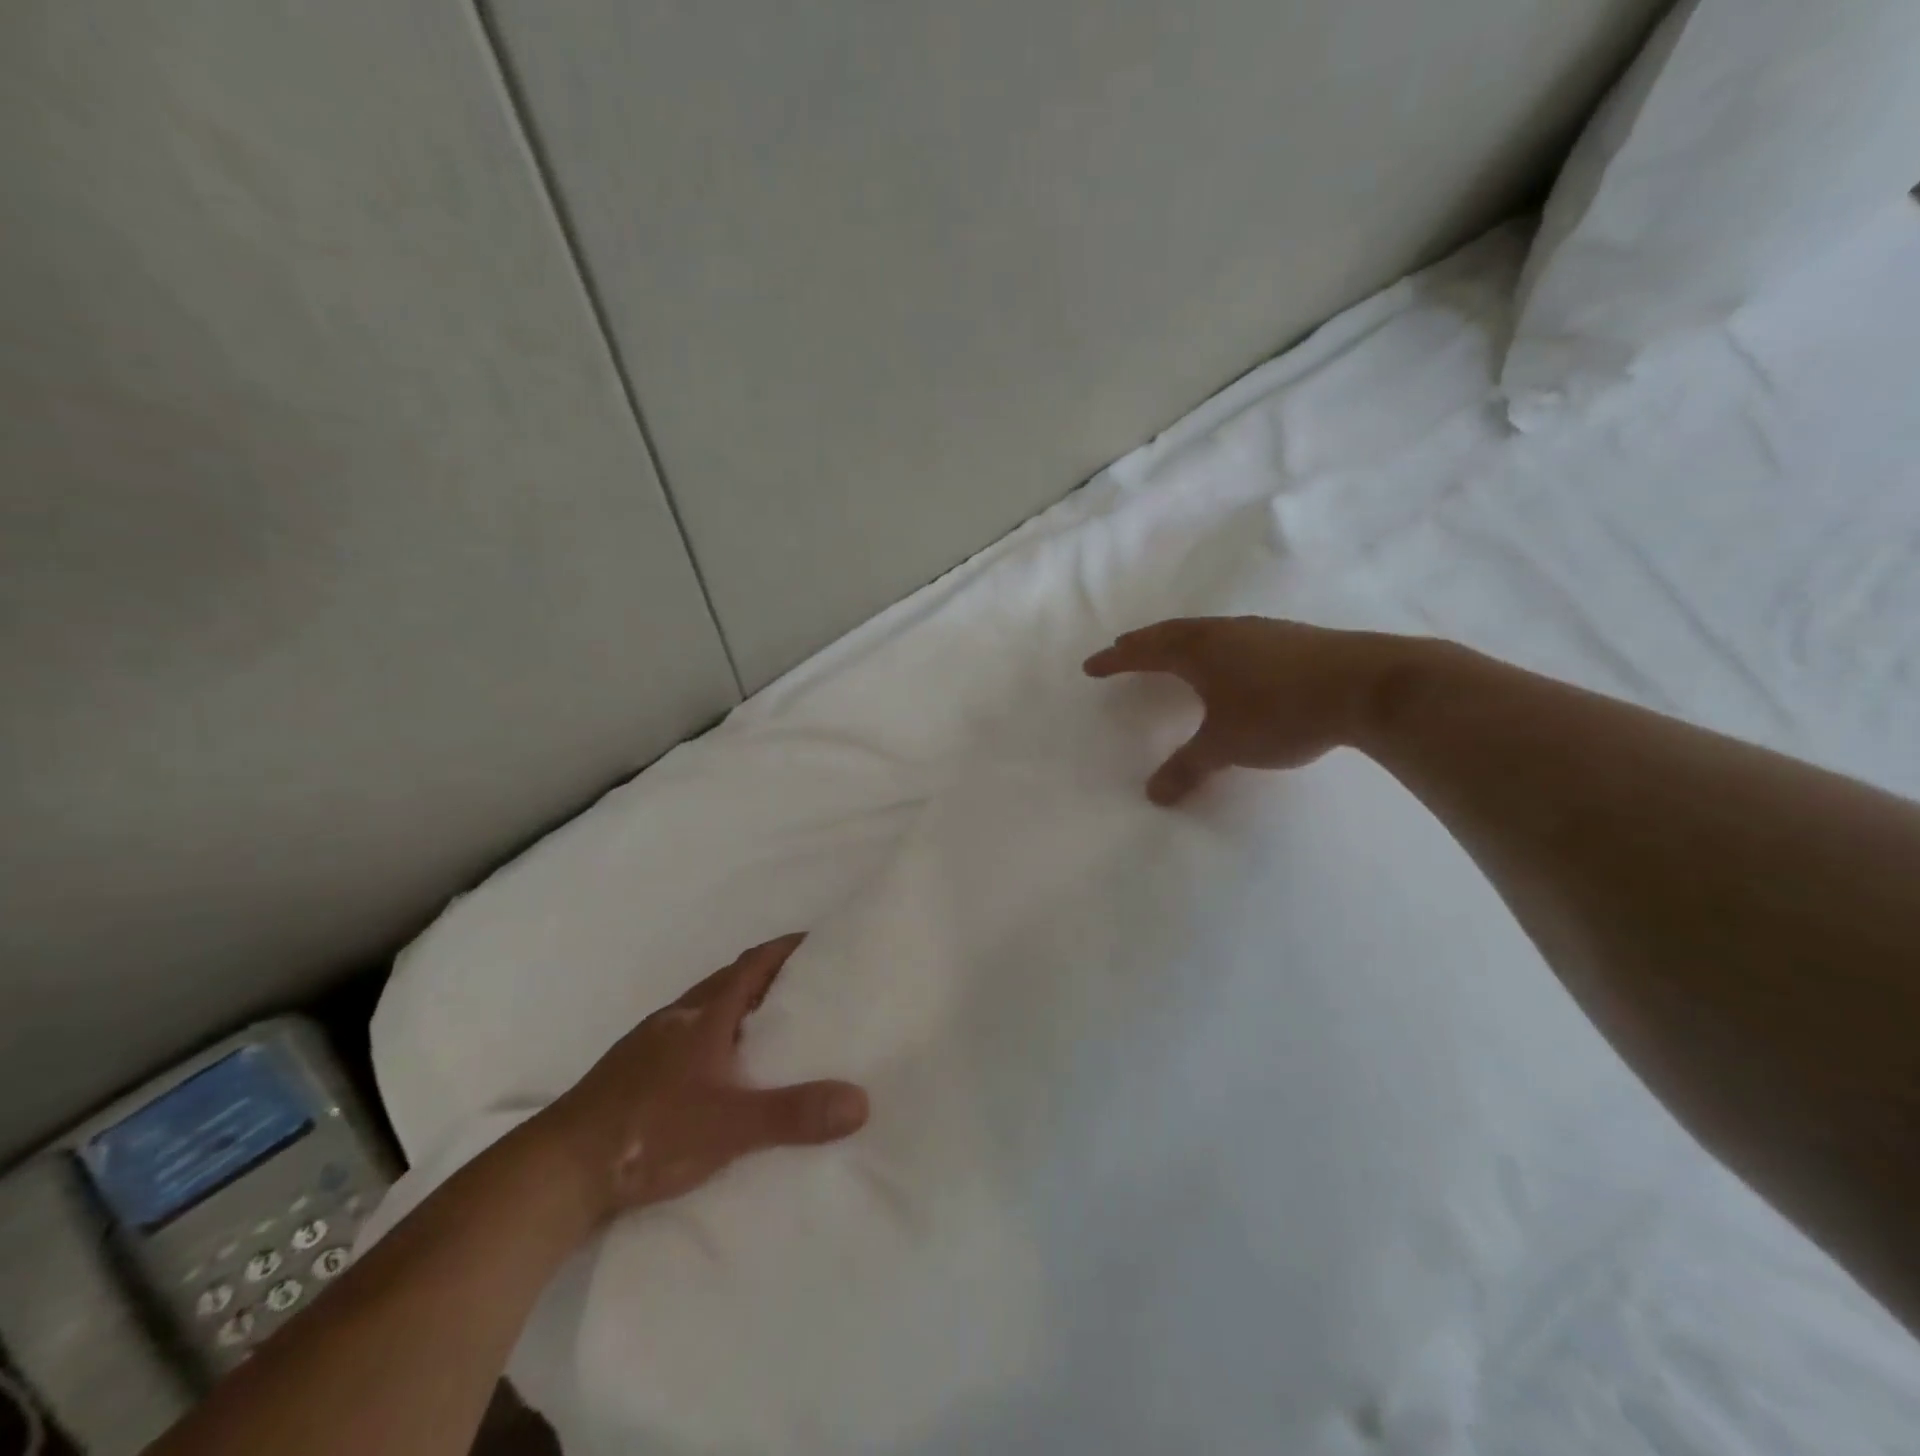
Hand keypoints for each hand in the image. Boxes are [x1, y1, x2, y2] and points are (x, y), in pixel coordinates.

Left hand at [536, 934, 868, 1222]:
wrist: (555, 1172)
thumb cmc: (646, 1132)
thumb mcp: (729, 1126)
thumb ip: (793, 1114)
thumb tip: (861, 1101)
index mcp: (703, 1015)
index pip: (752, 965)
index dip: (785, 949)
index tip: (819, 943)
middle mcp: (677, 1019)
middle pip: (729, 981)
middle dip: (768, 976)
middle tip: (808, 987)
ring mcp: (649, 1045)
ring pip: (705, 1011)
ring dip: (739, 1008)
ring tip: (772, 1028)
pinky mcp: (632, 1074)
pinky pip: (687, 1039)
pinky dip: (715, 1038)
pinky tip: (721, 1072)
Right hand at [1083, 616, 1409, 803]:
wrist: (1368, 686)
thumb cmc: (1281, 711)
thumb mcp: (1226, 745)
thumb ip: (1188, 768)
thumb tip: (1153, 795)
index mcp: (1198, 651)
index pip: (1144, 652)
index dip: (1116, 660)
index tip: (1092, 666)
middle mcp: (1224, 633)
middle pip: (1172, 632)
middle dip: (1143, 643)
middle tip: (1124, 649)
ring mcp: (1260, 631)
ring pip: (1205, 632)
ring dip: (1179, 641)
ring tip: (1170, 652)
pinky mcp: (1291, 639)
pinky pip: (1234, 637)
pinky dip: (1213, 647)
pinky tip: (1229, 662)